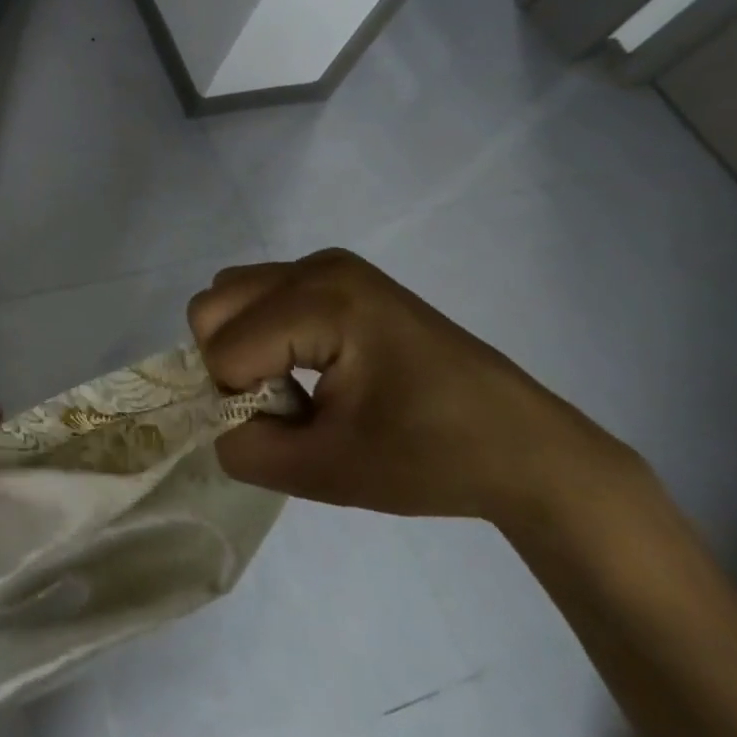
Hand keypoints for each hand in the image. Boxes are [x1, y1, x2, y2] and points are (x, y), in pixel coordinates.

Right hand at [189, 250, 636, 524]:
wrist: (522, 446)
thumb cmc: (433, 459)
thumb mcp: (328, 472)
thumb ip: (246, 449)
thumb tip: (216, 421)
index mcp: (323, 302)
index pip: (225, 349)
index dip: (239, 402)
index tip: (292, 430)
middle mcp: (317, 266)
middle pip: (213, 306)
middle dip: (226, 364)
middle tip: (279, 405)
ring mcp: (328, 264)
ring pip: (230, 294)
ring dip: (239, 345)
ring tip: (291, 385)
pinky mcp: (336, 274)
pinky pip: (260, 293)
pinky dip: (260, 332)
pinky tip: (305, 366)